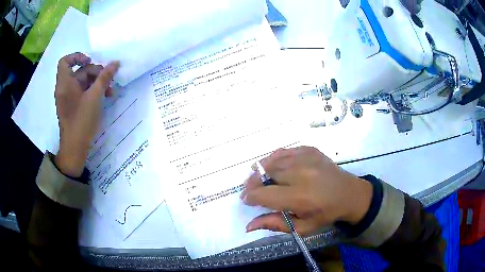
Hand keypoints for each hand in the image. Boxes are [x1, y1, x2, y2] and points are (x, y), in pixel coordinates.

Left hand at [54, 52, 119, 176]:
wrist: (74, 148)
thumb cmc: (82, 120)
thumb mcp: (95, 96)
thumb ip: (104, 77)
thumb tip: (115, 63)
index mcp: (65, 83)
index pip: (65, 61)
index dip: (77, 57)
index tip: (90, 61)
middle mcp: (64, 88)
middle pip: (79, 71)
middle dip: (95, 73)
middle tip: (109, 81)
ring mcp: (67, 98)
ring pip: (82, 82)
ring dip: (96, 83)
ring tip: (110, 92)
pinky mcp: (71, 106)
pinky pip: (81, 92)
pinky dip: (91, 91)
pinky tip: (103, 97)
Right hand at [241, 146, 372, 235]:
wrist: (349, 194)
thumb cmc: (325, 214)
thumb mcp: (302, 227)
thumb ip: (275, 224)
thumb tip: (248, 226)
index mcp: (300, 197)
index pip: (264, 194)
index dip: (250, 197)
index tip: (246, 199)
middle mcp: (301, 174)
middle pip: (265, 174)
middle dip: (252, 182)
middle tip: (250, 188)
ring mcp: (306, 159)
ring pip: (272, 160)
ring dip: (260, 169)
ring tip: (257, 177)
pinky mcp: (310, 150)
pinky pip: (284, 151)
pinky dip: (274, 158)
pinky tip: (273, 166)